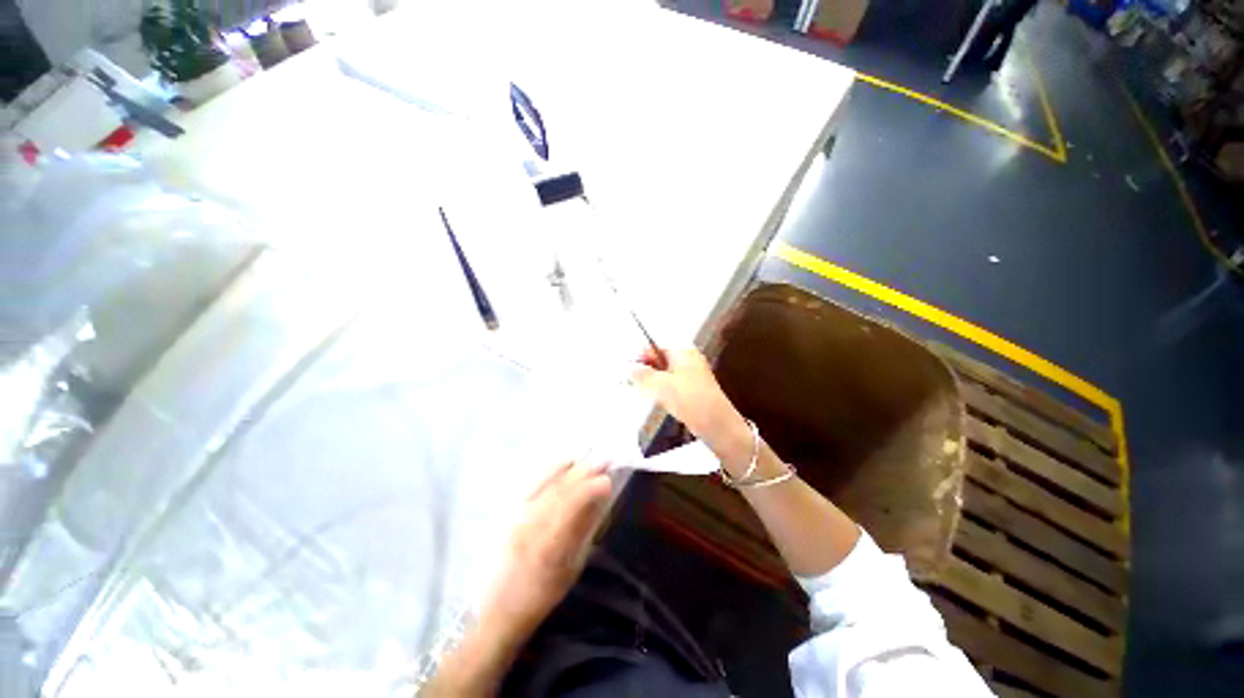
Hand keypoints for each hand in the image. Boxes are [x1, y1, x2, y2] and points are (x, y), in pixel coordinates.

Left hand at [425, 462, 611, 695]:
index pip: (571, 505)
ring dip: (569, 468)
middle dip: (583, 472)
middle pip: (560, 490)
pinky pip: (531, 484)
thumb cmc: (541, 596)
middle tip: (603, 460)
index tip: (608, 480)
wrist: (498, 609)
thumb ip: (584, 531)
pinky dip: (549, 470)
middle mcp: (529, 525)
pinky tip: (561, 462)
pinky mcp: (508, 513)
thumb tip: (600, 501)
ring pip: (546, 484)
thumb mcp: (570, 569)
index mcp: (547, 545)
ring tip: (586, 457)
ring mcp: (516, 517)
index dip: (591, 488)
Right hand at [630, 347, 753, 473]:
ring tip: (641, 391)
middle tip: (632, 380)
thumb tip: (630, 368)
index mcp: (683, 352)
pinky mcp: (694, 391)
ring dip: (653, 380)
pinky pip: (673, 385)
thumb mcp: (661, 385)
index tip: (628, 366)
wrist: (716, 425)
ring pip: (666, 374)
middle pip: (662, 359)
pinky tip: (656, 400)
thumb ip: (643, 375)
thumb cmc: (688, 399)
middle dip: (646, 368)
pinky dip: (662, 390)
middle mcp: (690, 360)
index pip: (657, 346)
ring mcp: (693, 376)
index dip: (642, 354)